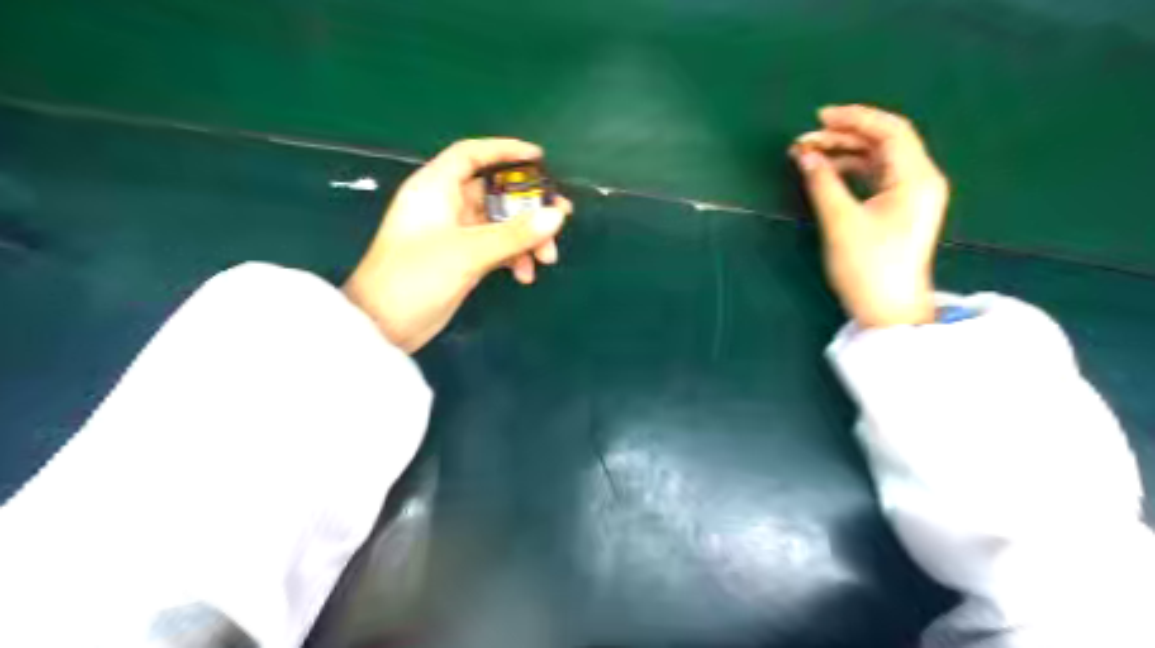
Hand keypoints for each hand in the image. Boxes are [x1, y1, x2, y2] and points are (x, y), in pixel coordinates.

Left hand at [343, 137, 573, 352]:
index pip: (471, 155)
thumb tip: (556, 215)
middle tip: (560, 217)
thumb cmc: (415, 276)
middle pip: (496, 193)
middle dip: (528, 207)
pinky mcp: (462, 259)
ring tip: (547, 258)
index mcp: (435, 188)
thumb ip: (514, 234)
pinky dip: (514, 257)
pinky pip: (497, 248)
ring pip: (500, 224)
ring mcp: (455, 234)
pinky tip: (525, 275)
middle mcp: (446, 205)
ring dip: (526, 238)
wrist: (384, 325)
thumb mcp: (468, 252)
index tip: (540, 158)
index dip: (505, 150)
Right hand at [796, 105, 946, 329]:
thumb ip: (822, 182)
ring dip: (845, 153)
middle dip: (844, 136)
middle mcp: (920, 180)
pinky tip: (828, 173)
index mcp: (915, 178)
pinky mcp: (901, 210)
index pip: (890, 131)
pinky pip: (877, 177)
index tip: (818, 118)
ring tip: (810, 155)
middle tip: (805, 141)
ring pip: (879, 159)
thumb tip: (803, 154)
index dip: (854, 118)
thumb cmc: (867, 266)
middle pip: (884, 142)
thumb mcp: (840, 221)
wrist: (889, 310)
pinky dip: (852, 171)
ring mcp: (912, 196)